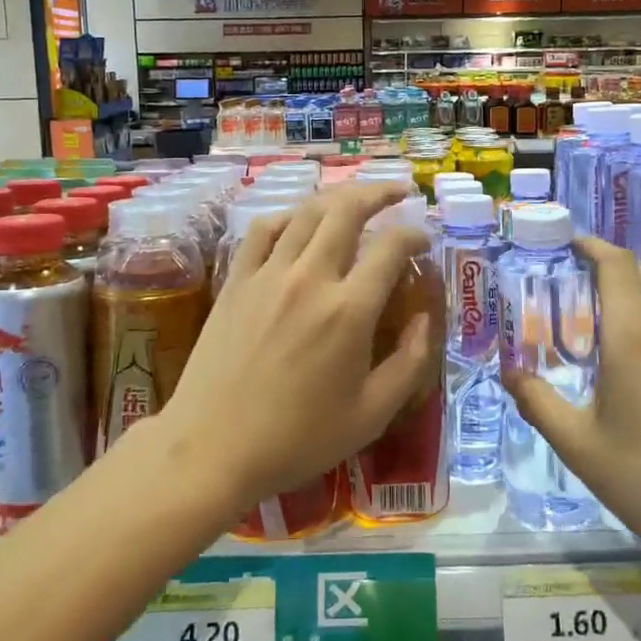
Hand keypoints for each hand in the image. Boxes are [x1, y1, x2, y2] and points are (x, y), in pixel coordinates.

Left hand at [157, 182, 439, 516]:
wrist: (212, 448)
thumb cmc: (298, 438)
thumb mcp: (371, 414)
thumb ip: (410, 362)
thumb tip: (427, 318)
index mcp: (349, 310)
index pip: (391, 247)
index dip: (414, 234)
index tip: (423, 241)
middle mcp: (310, 278)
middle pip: (348, 210)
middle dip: (379, 192)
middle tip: (398, 191)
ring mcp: (268, 274)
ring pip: (307, 213)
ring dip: (338, 197)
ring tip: (356, 198)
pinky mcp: (237, 281)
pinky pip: (263, 230)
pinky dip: (288, 217)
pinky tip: (299, 223)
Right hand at [502, 237, 640, 588]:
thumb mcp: (580, 449)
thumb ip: (539, 403)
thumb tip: (511, 373)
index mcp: (635, 340)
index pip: (618, 266)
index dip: (592, 246)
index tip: (569, 245)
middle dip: (613, 269)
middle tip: (579, 289)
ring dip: (638, 302)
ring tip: (609, 337)